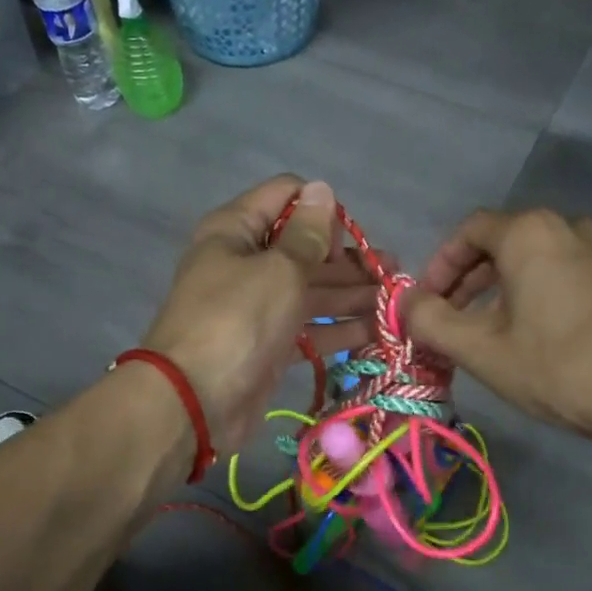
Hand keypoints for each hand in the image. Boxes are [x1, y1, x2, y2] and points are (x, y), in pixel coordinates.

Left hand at [141, 176, 375, 450]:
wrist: (195, 401)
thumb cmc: (237, 320)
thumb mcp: (279, 268)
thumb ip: (308, 233)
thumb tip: (322, 189)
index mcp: (237, 230)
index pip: (285, 196)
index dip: (320, 209)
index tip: (344, 241)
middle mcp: (246, 262)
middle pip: (304, 248)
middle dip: (348, 258)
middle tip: (394, 271)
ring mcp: (257, 306)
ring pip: (311, 291)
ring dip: (352, 293)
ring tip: (396, 300)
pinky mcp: (268, 345)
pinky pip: (309, 328)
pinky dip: (338, 328)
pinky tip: (377, 331)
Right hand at [403, 208, 591, 447]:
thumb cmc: (559, 367)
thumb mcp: (480, 349)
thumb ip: (431, 321)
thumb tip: (406, 303)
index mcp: (530, 234)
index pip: (469, 231)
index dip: (439, 265)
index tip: (428, 303)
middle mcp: (570, 228)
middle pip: (504, 241)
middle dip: (469, 279)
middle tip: (452, 318)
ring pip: (539, 257)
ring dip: (505, 285)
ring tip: (491, 327)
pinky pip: (570, 271)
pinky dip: (541, 291)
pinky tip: (538, 333)